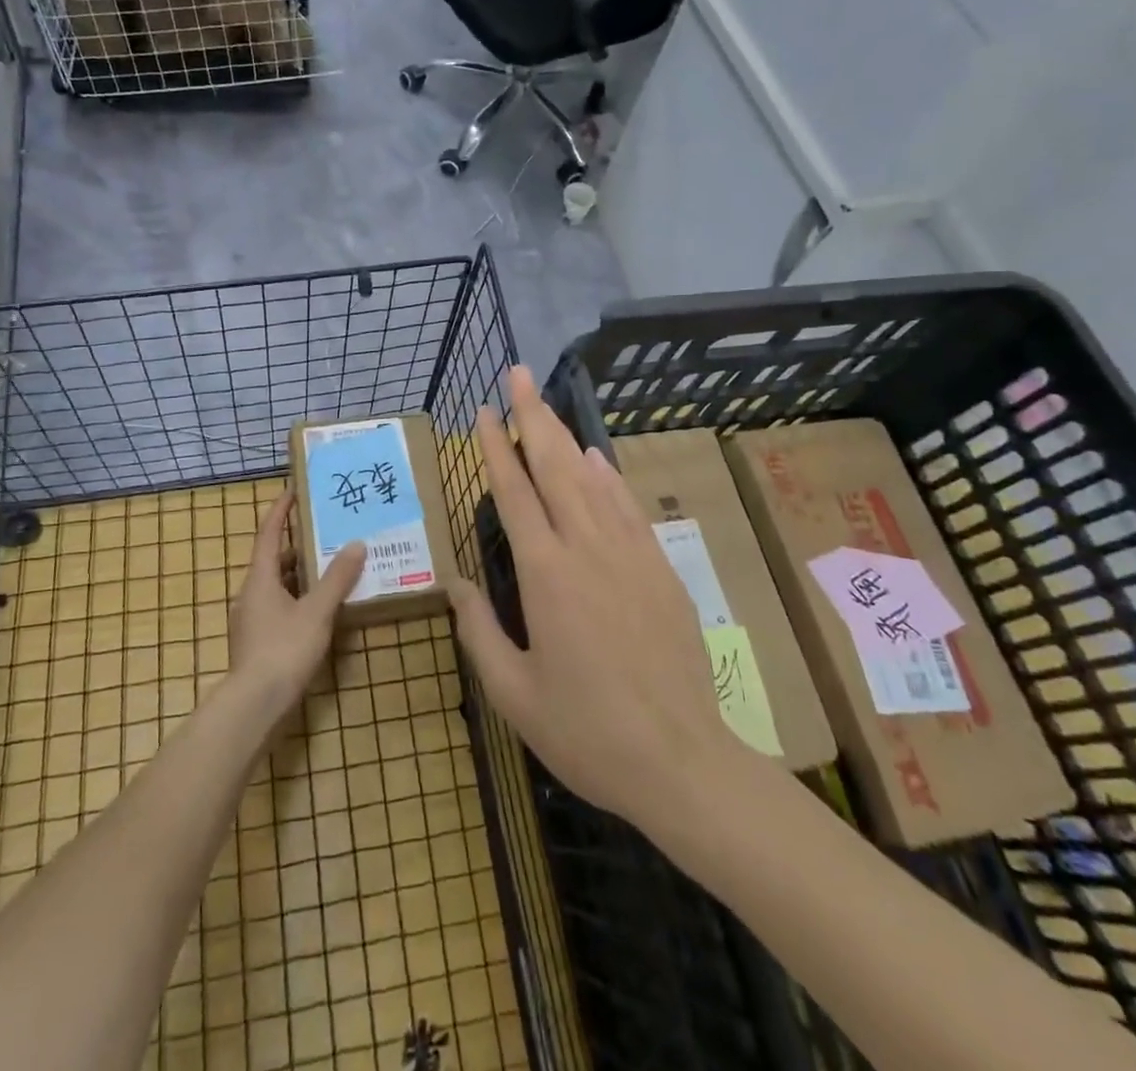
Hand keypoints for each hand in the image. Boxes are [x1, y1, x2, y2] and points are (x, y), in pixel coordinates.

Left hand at [227, 488, 364, 706]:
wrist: (254, 706)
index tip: (293, 490)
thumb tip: (356, 544)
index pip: (269, 534)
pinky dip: (299, 600)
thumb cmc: (284, 650)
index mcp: (260, 579)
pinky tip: (320, 610)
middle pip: (274, 560)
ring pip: (277, 586)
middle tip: (326, 534)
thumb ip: (337, 579)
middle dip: (298, 546)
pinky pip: (280, 608)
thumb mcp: (317, 611)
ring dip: (300, 575)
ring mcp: (252, 620)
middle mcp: (251, 594)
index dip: (280, 510)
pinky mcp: (258, 642)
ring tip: (331, 570)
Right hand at [445, 365, 741, 837]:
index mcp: (545, 573)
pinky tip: (596, 458)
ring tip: (547, 405)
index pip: (513, 492)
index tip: (484, 411)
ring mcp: (629, 553)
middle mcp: (586, 548)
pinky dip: (607, 477)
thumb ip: (479, 630)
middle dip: (534, 416)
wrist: (681, 760)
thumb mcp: (514, 692)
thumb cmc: (586, 731)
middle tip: (519, 374)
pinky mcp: (659, 569)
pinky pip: (626, 507)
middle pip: (554, 466)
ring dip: (566, 436)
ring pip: (591, 479)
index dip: (496, 447)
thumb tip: (453, 582)